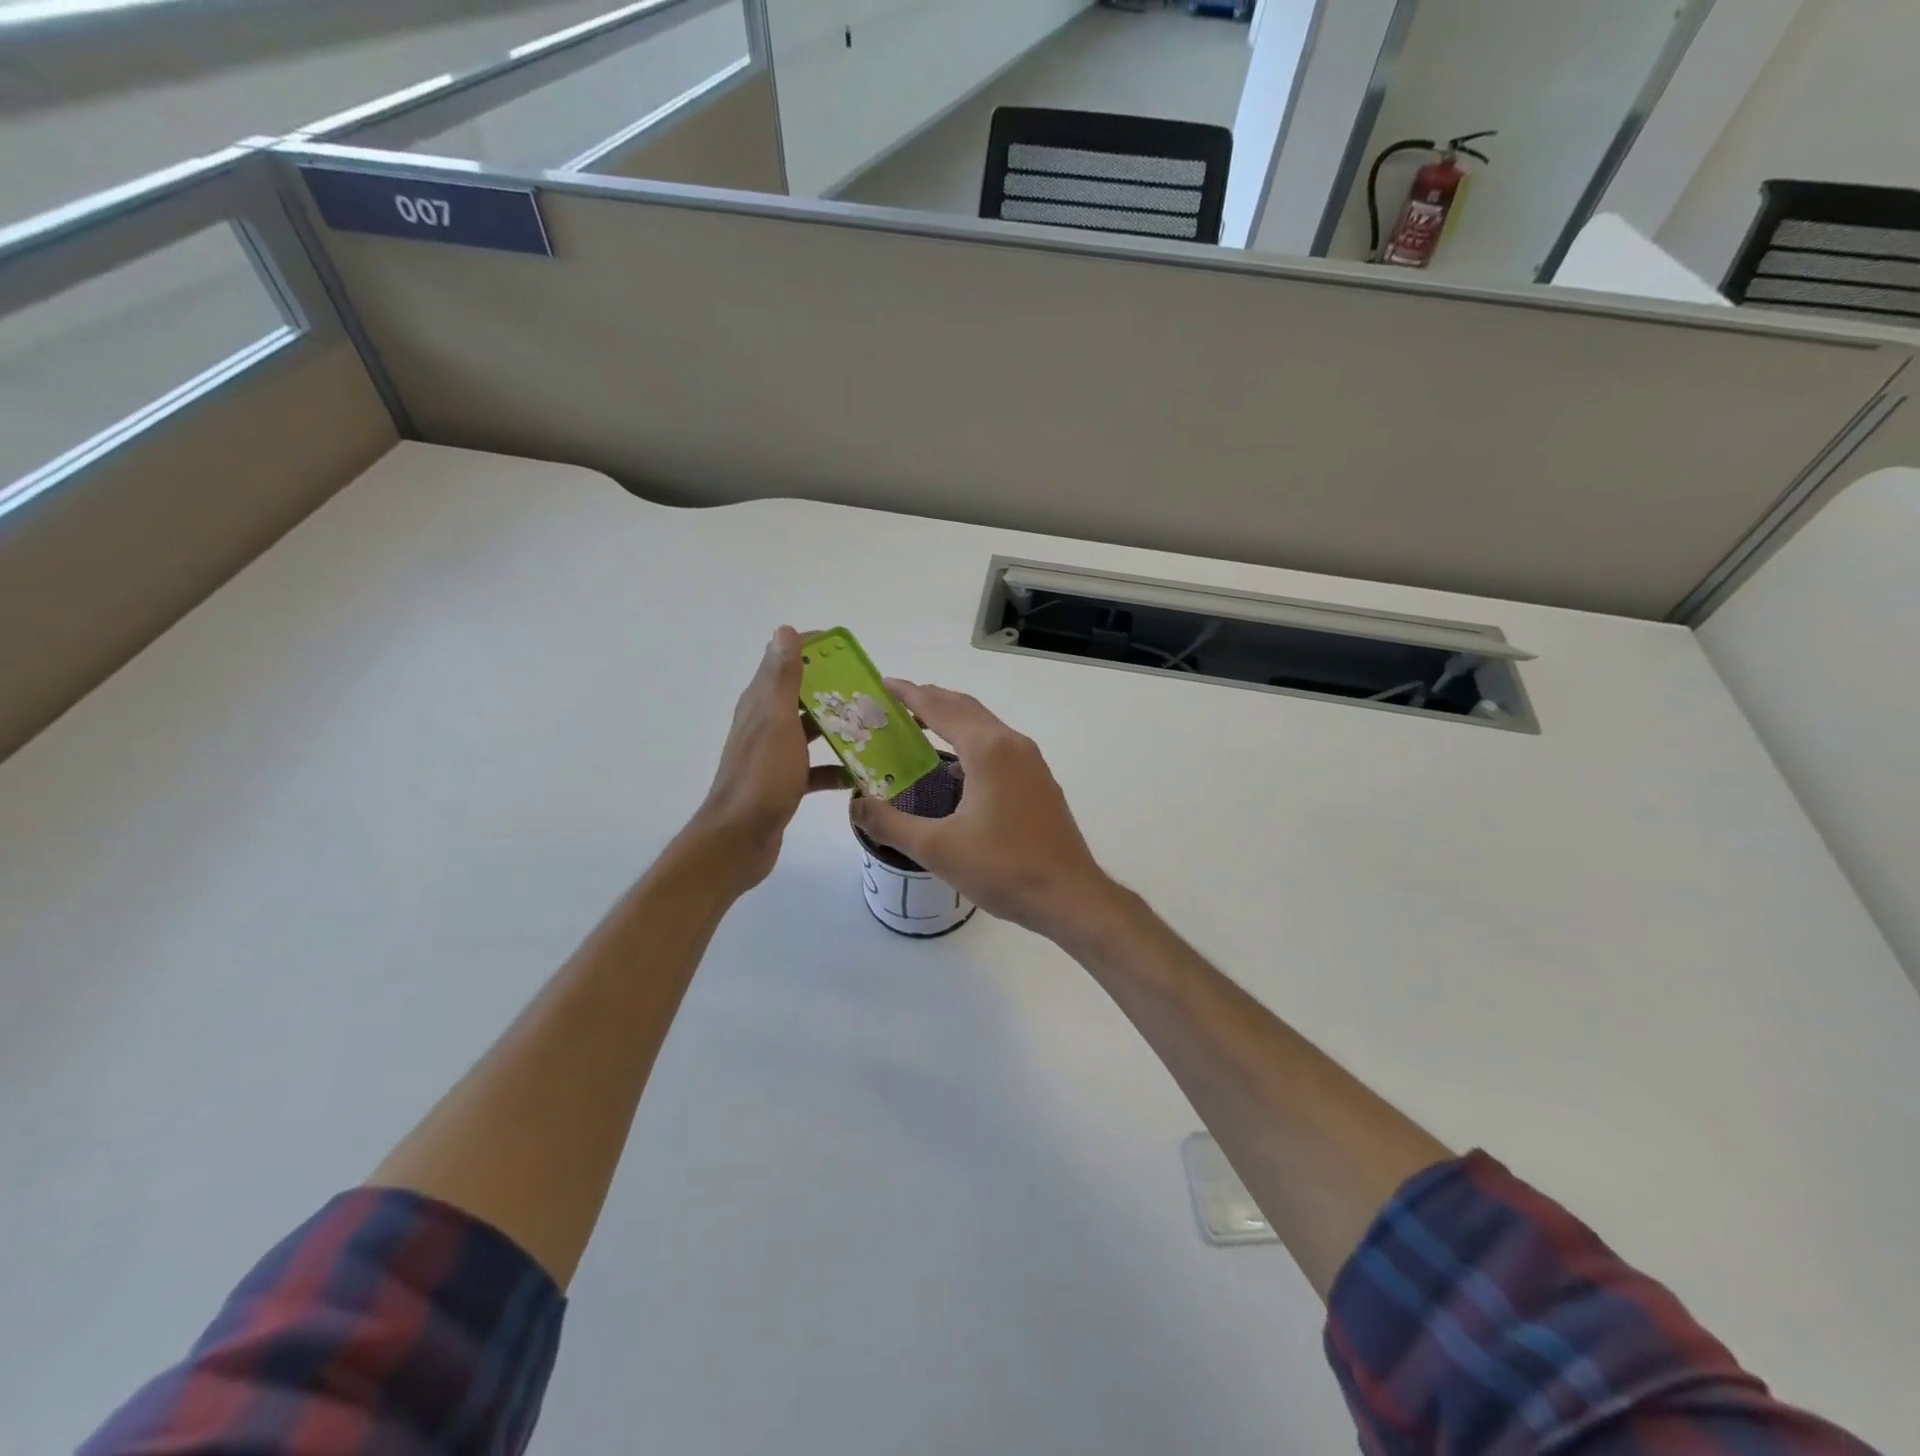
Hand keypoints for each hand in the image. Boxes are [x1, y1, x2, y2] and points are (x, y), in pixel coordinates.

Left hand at [691, 627, 848, 891]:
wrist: (739, 839)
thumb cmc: (762, 778)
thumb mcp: (777, 722)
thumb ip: (783, 678)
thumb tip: (784, 630)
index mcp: (761, 703)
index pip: (785, 661)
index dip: (814, 650)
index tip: (848, 651)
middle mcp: (765, 724)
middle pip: (803, 695)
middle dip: (835, 690)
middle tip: (872, 691)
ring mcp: (775, 754)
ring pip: (811, 730)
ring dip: (839, 727)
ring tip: (875, 727)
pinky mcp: (785, 782)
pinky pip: (816, 768)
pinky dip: (836, 768)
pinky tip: (860, 775)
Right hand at [850, 681, 1117, 939]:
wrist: (1069, 895)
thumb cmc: (1003, 868)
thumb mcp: (937, 848)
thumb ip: (890, 824)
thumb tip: (856, 806)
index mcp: (987, 749)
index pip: (939, 707)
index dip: (908, 694)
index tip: (882, 684)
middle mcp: (1012, 744)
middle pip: (964, 708)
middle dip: (929, 700)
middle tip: (894, 704)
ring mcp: (1031, 762)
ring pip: (985, 725)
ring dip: (952, 719)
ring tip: (919, 726)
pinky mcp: (1039, 781)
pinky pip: (998, 745)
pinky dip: (970, 740)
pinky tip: (956, 765)